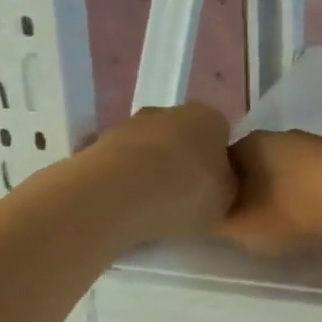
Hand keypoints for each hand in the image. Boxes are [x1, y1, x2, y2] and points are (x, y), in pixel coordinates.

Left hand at [89, 102, 235, 243]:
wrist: (117, 197)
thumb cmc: (186, 193)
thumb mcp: (226, 200)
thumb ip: (225, 187)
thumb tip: (219, 184)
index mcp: (210, 118)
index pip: (219, 135)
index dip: (217, 162)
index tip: (212, 189)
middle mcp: (170, 111)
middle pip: (182, 138)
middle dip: (181, 163)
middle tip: (181, 200)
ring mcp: (129, 125)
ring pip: (147, 150)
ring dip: (147, 172)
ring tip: (147, 210)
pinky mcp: (95, 145)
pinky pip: (117, 166)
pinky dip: (119, 182)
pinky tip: (120, 208)